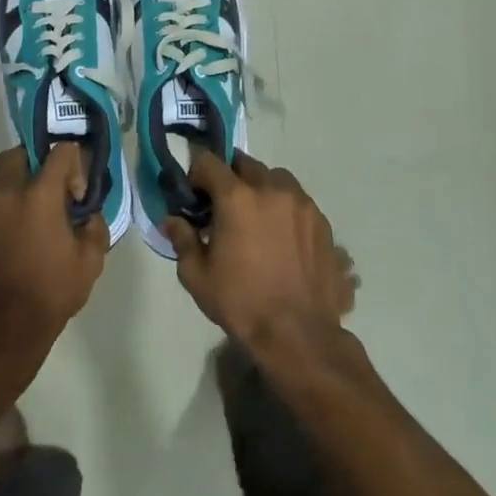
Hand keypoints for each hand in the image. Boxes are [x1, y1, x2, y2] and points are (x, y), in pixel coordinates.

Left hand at [0, 143, 109, 368]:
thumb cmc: (48, 295)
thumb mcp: (89, 265)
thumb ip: (94, 230)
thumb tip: (88, 217)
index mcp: (38, 196)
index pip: (60, 153)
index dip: (75, 165)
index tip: (78, 195)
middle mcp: (4, 195)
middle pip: (16, 155)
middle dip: (35, 163)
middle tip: (49, 191)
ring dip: (14, 187)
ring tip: (30, 218)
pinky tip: (12, 240)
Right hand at [163, 151, 357, 351]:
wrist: (298, 334)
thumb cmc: (240, 303)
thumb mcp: (197, 275)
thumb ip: (183, 240)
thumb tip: (172, 221)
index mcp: (237, 198)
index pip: (209, 162)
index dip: (196, 171)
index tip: (193, 191)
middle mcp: (272, 189)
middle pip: (245, 165)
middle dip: (230, 177)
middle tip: (223, 204)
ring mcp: (302, 204)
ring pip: (276, 179)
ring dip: (261, 188)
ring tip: (256, 217)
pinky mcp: (323, 222)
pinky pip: (298, 201)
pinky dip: (285, 208)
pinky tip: (281, 236)